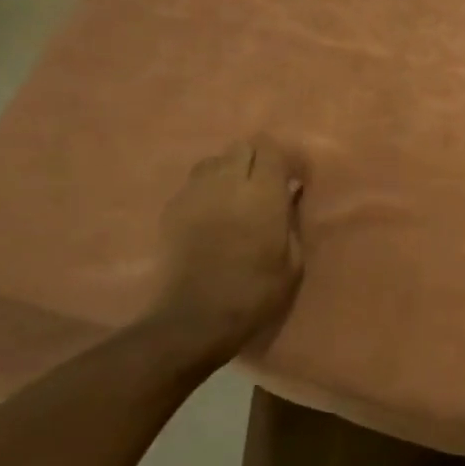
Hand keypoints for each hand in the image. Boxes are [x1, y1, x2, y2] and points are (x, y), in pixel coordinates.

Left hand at [144, 137, 302, 363]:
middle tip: (265, 186)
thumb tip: (289, 195)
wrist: (195, 318)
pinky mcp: (172, 209)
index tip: (292, 179)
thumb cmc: (255, 293)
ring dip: (229, 171)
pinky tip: (212, 215)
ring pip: (214, 161)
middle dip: (257, 160)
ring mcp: (195, 193)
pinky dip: (207, 190)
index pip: (271, 149)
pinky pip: (194, 184)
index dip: (283, 159)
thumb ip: (291, 220)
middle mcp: (227, 183)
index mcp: (262, 194)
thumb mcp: (292, 261)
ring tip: (236, 197)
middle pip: (242, 147)